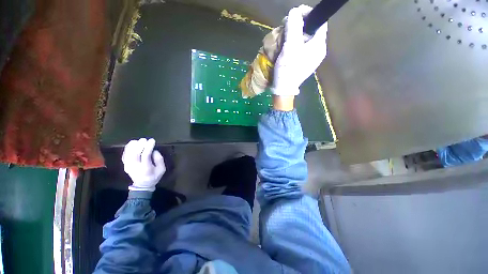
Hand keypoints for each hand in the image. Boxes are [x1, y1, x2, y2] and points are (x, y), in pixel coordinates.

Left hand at [122, 138, 165, 191]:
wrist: (142, 185)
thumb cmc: (154, 176)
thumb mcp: (162, 169)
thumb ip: (159, 159)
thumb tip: (154, 151)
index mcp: (146, 168)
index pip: (145, 155)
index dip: (148, 147)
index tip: (152, 140)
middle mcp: (135, 167)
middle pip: (135, 153)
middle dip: (140, 145)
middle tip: (145, 139)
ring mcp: (128, 166)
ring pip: (128, 153)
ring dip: (133, 146)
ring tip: (138, 140)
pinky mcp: (125, 165)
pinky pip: (124, 155)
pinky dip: (127, 148)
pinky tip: (132, 144)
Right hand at [272, 5, 327, 95]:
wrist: (284, 89)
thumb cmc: (288, 69)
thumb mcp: (290, 47)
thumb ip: (294, 27)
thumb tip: (295, 11)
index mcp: (319, 45)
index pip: (320, 22)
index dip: (308, 14)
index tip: (295, 13)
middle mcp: (318, 51)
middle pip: (311, 30)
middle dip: (299, 25)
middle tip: (287, 26)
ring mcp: (312, 58)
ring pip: (305, 39)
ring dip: (295, 35)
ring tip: (284, 36)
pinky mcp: (305, 63)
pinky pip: (302, 48)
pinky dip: (294, 44)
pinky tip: (287, 46)